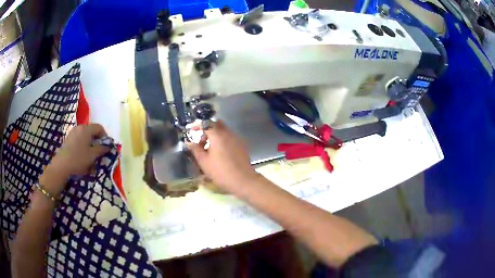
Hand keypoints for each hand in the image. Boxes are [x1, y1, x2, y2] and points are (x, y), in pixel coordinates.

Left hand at [42, 124, 109, 195]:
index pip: (99, 127)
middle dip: (97, 141)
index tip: (106, 146)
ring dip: (90, 144)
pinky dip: (83, 146)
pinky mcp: (68, 139)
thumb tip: (108, 146)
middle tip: (99, 152)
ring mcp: (73, 132)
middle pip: (91, 131)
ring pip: (85, 136)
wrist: (62, 166)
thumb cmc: (78, 159)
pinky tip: (82, 156)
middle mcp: (79, 127)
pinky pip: (79, 140)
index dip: (105, 136)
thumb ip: (101, 149)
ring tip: (90, 156)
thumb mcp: (92, 156)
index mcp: (86, 129)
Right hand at [187, 121, 258, 192]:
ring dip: (215, 135)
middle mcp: (228, 133)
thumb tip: (189, 142)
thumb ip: (195, 150)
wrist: (242, 180)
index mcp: (217, 135)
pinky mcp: (242, 145)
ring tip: (209, 149)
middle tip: (201, 141)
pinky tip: (220, 153)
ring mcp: (236, 139)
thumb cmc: (220, 171)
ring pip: (224, 131)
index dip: (197, 125)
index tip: (191, 131)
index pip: (206, 123)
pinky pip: (230, 138)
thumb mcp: (204, 162)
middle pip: (217, 124)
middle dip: (207, 129)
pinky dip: (223, 140)